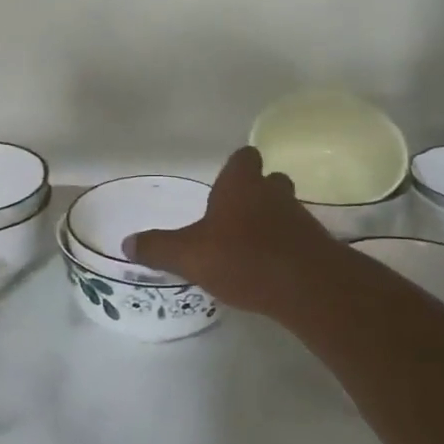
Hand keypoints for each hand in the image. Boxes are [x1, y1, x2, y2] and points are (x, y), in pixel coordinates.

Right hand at [126, 146, 341, 314]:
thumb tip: (126, 243)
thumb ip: (158, 248)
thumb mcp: (188, 255)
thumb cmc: (242, 257)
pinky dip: (284, 247)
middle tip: (234, 216)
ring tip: (249, 246)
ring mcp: (299, 217)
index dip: (236, 167)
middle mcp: (272, 191)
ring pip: (284, 209)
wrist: (307, 286)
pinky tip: (270, 269)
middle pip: (268, 181)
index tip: (225, 182)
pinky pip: (296, 238)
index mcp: (241, 184)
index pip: (244, 157)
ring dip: (270, 222)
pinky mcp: (316, 245)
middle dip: (254, 194)